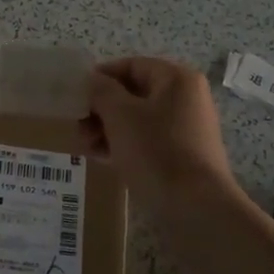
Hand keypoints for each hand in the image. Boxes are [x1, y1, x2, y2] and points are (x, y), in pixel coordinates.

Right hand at [80, 57, 234, 207]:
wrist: (197, 207)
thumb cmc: (156, 151)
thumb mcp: (120, 115)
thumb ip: (101, 91)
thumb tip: (93, 79)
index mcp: (176, 79)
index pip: (131, 65)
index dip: (100, 77)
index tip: (76, 96)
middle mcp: (186, 98)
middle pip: (134, 93)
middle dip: (101, 109)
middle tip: (78, 127)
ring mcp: (187, 127)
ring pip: (138, 119)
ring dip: (108, 128)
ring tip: (86, 147)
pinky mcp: (184, 154)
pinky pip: (148, 140)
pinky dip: (125, 144)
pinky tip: (103, 158)